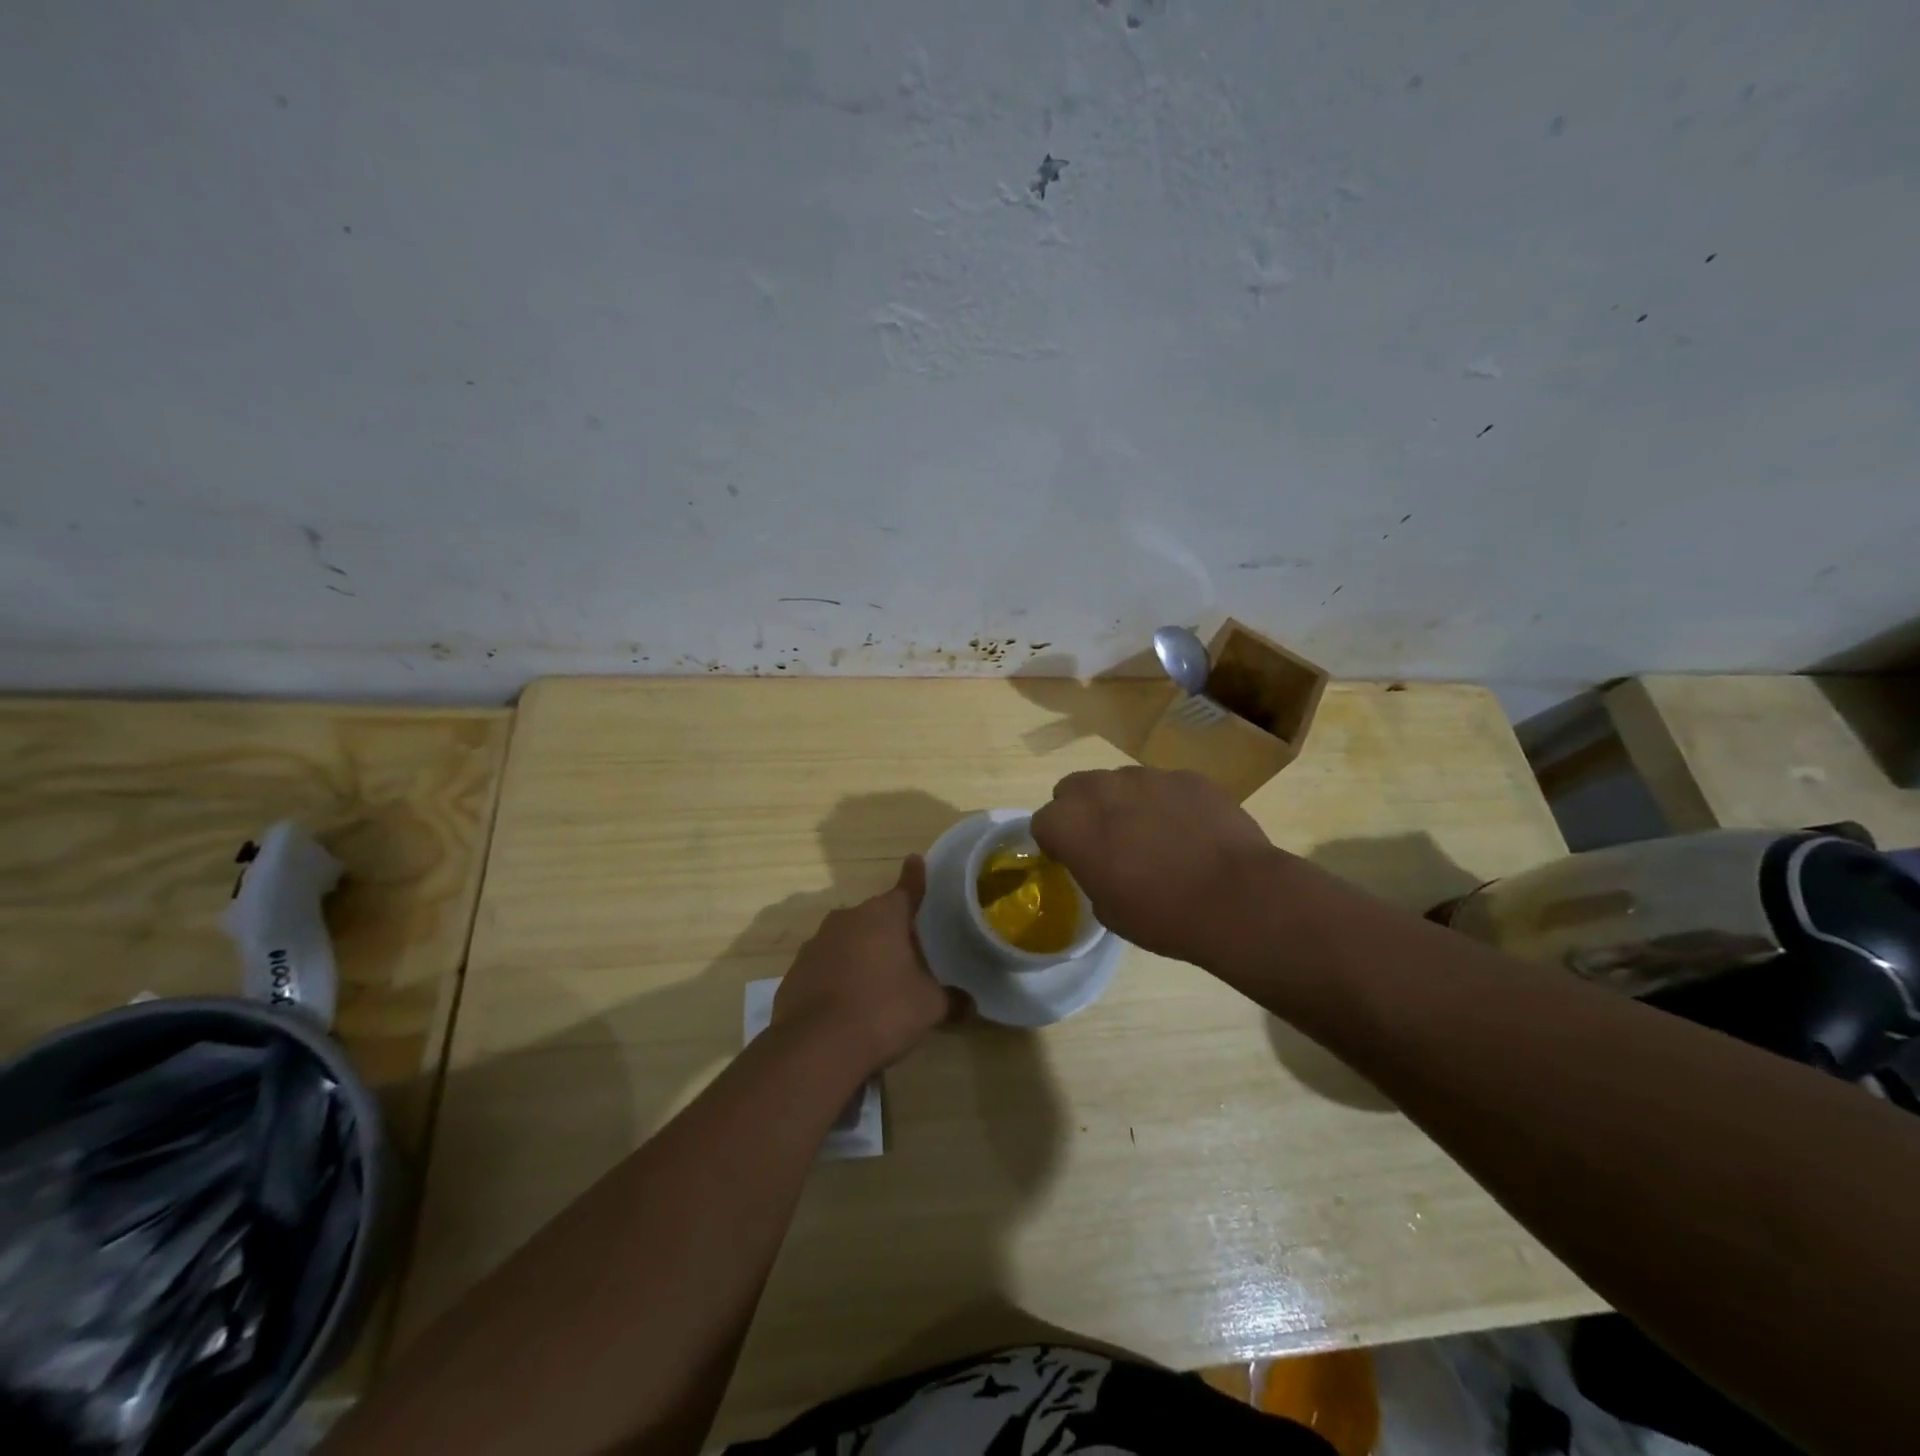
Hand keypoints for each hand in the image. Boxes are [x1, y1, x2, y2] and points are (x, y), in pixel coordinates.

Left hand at [773, 855, 958, 1072]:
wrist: (815, 1046)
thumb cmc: (882, 1011)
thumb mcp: (928, 1007)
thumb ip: (950, 1000)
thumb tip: (969, 1004)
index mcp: (883, 916)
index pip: (906, 889)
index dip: (914, 877)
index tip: (915, 859)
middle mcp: (848, 919)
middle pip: (876, 918)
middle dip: (890, 931)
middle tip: (908, 955)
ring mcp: (816, 943)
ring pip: (848, 941)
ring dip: (862, 954)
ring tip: (876, 986)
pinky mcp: (795, 971)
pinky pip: (825, 966)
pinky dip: (838, 977)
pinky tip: (846, 1005)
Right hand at [1031, 767, 1277, 968]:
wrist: (1235, 897)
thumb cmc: (1161, 914)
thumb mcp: (1108, 909)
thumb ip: (1092, 872)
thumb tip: (1103, 861)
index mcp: (1071, 823)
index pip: (1042, 821)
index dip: (1056, 842)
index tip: (1072, 860)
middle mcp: (1101, 788)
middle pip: (1074, 788)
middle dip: (1082, 810)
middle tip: (1107, 842)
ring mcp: (1147, 776)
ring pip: (1120, 782)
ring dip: (1125, 804)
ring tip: (1155, 837)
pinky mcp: (1187, 777)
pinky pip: (1164, 786)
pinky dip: (1167, 804)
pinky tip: (1191, 833)